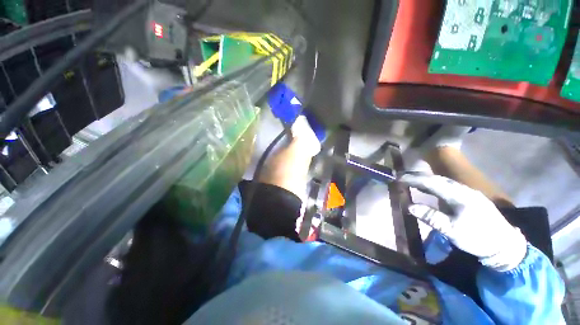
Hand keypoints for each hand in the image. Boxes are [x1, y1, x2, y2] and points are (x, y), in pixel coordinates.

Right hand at [400, 174, 526, 271]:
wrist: (505, 245)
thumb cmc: (478, 238)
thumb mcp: (453, 231)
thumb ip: (431, 217)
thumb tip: (409, 206)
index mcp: (460, 196)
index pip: (432, 183)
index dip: (414, 179)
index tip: (398, 177)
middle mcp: (464, 189)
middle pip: (437, 179)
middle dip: (417, 176)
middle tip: (400, 176)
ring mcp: (468, 192)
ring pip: (442, 181)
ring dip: (425, 179)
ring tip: (410, 180)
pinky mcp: (469, 197)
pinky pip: (447, 186)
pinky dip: (434, 185)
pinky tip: (428, 188)